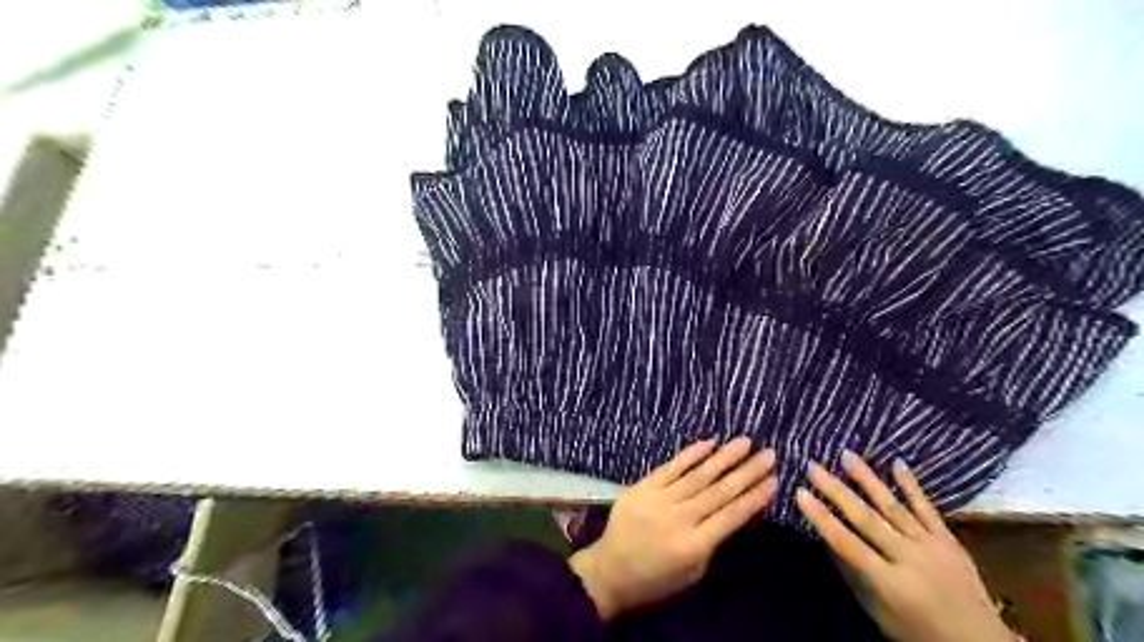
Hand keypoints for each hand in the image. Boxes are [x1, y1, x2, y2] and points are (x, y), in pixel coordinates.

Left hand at [572, 438, 776, 618]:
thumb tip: (736, 511)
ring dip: (724, 457)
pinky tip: (709, 443)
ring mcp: (659, 500)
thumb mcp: (692, 572)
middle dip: (747, 472)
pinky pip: (670, 467)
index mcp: (694, 546)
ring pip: (698, 475)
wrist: (609, 571)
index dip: (754, 497)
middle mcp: (679, 519)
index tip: (774, 480)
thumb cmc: (655, 579)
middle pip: (719, 491)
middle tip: (769, 454)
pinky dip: (690, 454)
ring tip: (745, 442)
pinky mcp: (642, 487)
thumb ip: (713, 542)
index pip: (732, 516)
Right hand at [799, 451, 1019, 641]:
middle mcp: (910, 558)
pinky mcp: (949, 539)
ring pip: (893, 506)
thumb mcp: (879, 613)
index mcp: (890, 582)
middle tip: (813, 466)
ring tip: (846, 455)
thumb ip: (853, 575)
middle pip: (867, 519)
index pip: (847, 544)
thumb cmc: (918, 632)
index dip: (822, 518)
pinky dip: (911, 485)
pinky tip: (896, 463)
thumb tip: (825, 539)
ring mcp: (932, 546)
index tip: (800, 493)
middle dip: (836, 490)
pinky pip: (927, 508)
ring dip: (867, 478)